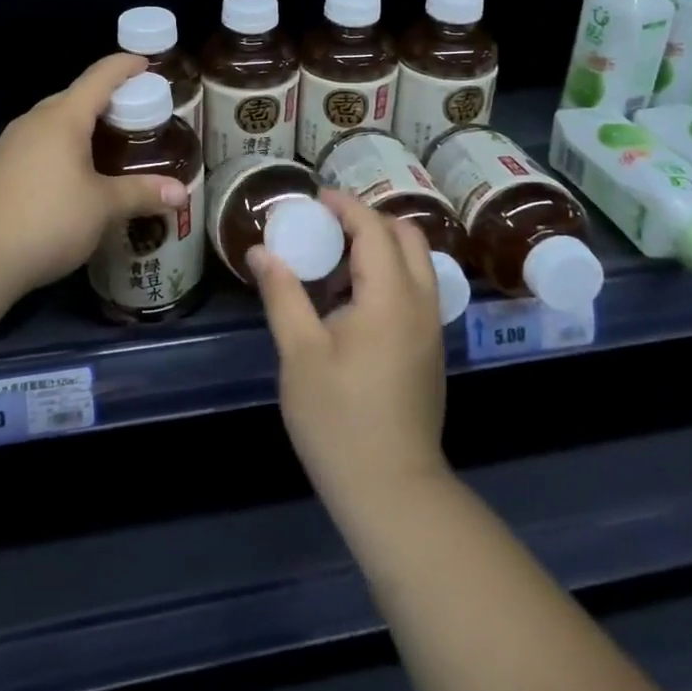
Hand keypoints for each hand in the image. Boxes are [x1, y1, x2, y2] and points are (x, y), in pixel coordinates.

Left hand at [0, 53, 190, 299]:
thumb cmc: (46, 220)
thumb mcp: (102, 207)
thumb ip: (141, 194)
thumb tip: (181, 194)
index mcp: (63, 117)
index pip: (100, 76)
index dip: (125, 66)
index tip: (147, 63)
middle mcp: (35, 121)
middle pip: (77, 96)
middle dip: (109, 99)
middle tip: (139, 115)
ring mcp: (12, 143)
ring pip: (56, 121)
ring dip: (84, 125)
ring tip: (112, 143)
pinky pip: (40, 142)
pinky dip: (64, 145)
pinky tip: (75, 172)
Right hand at [252, 191, 450, 514]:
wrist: (392, 491)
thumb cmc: (338, 419)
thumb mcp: (299, 352)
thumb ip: (282, 293)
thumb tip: (261, 250)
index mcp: (390, 296)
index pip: (373, 228)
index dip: (344, 205)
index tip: (313, 199)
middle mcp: (420, 302)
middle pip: (406, 235)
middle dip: (367, 219)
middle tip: (325, 226)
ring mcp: (430, 327)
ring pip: (415, 262)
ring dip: (379, 246)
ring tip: (333, 262)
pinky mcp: (429, 348)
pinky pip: (415, 288)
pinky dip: (388, 273)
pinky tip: (350, 300)